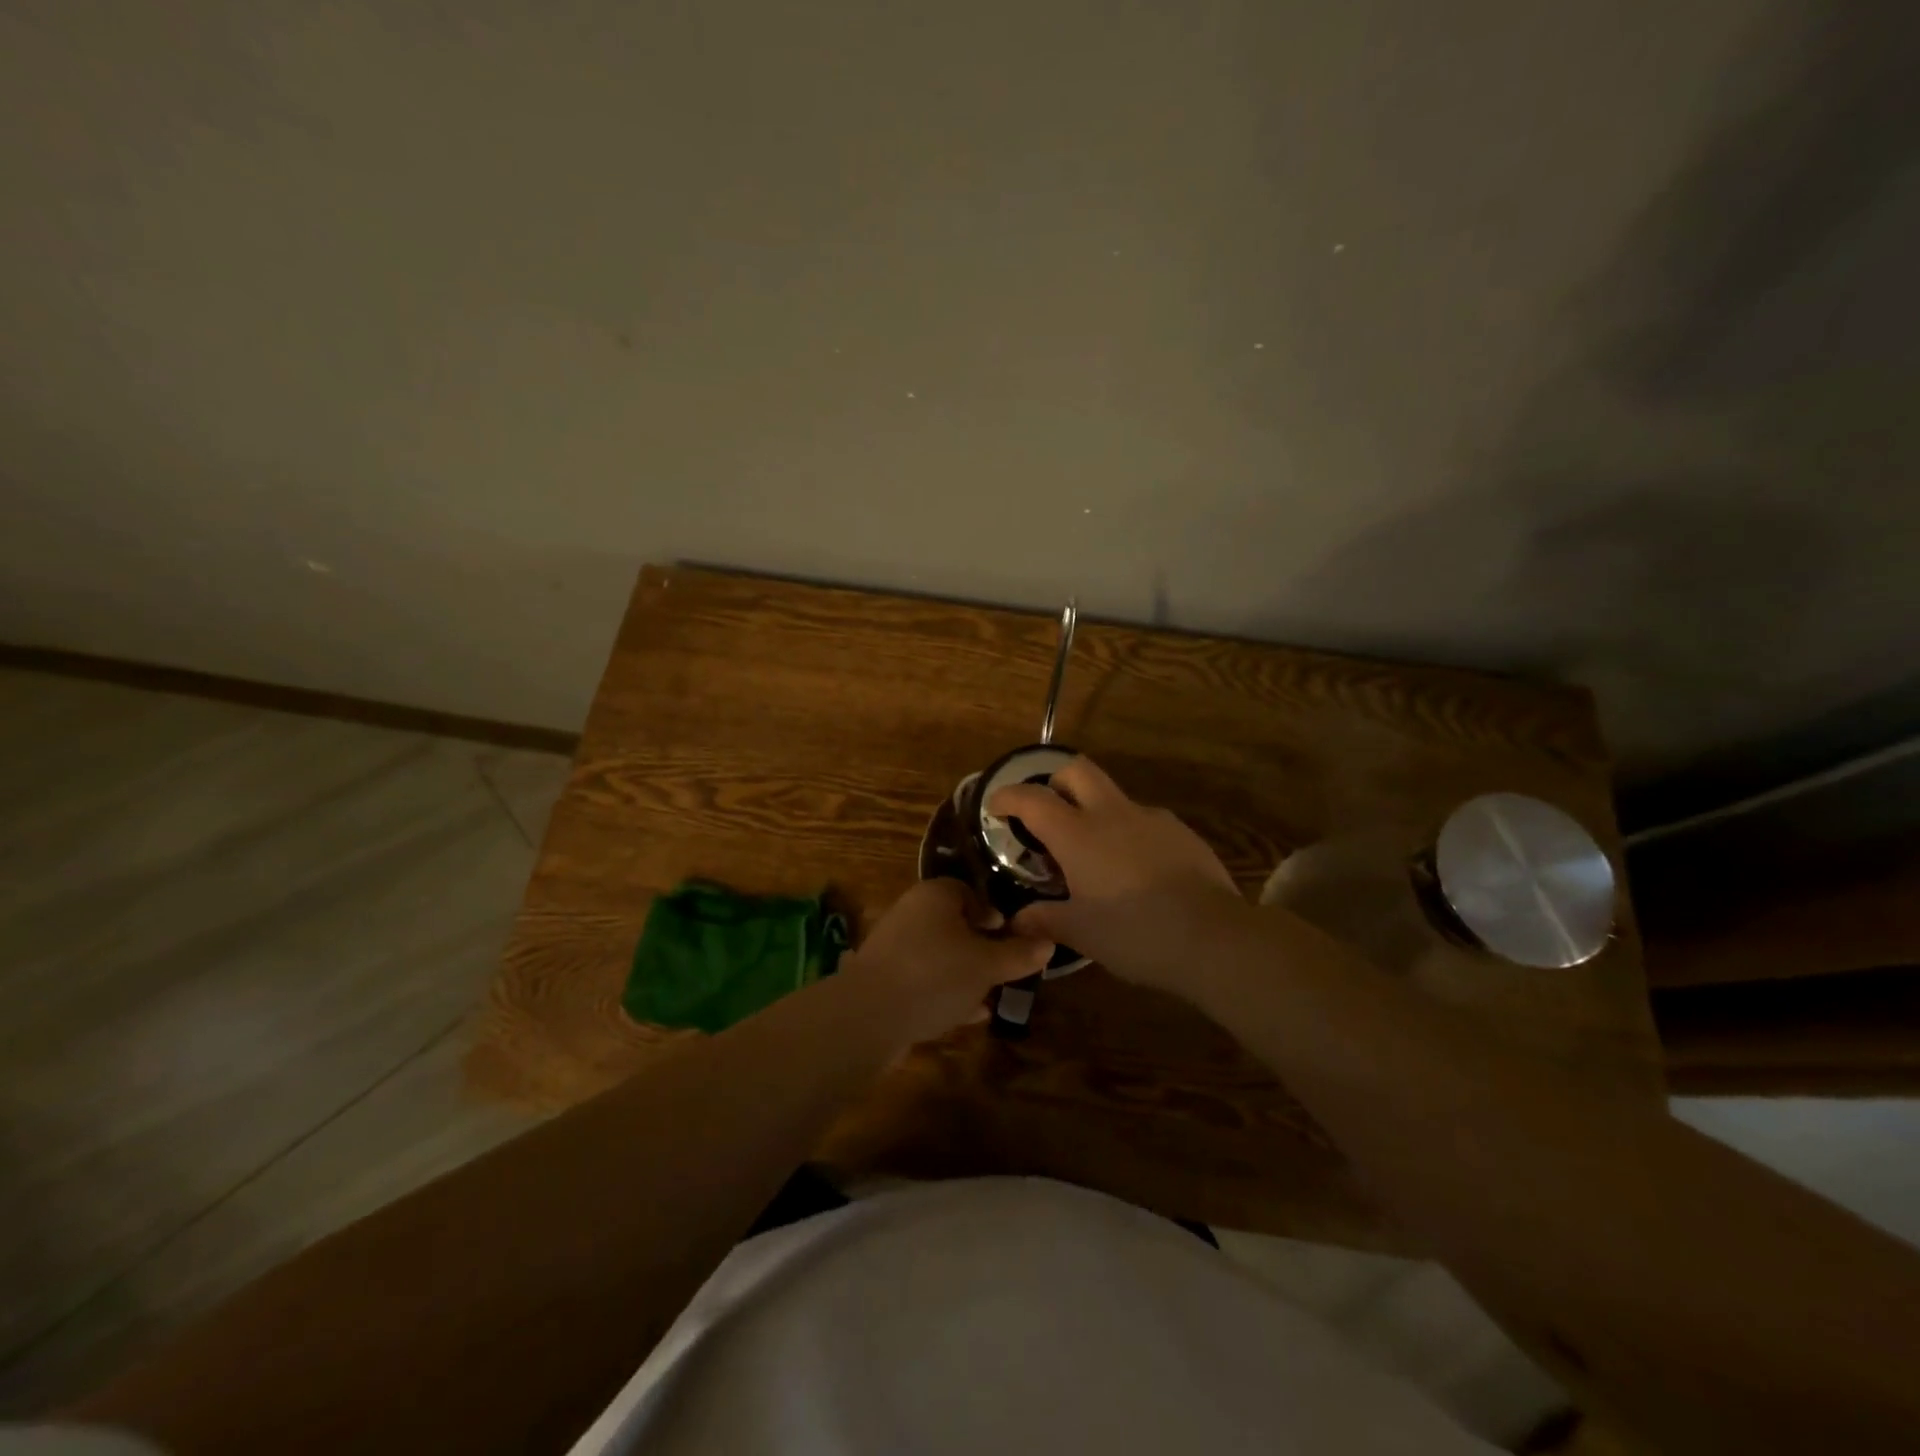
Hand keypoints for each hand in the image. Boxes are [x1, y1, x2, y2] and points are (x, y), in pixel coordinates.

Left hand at [838, 878, 1054, 1047]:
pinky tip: (965, 1015)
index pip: (968, 892)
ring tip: (989, 996)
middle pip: (953, 924)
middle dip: (980, 947)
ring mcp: (894, 946)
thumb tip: (1048, 942)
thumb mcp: (987, 965)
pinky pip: (923, 979)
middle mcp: (911, 912)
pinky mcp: (884, 978)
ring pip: (939, 954)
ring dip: (963, 972)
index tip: (1011, 937)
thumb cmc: (935, 975)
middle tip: (1003, 969)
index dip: (992, 914)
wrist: (868, 1016)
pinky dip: (944, 992)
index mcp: (935, 895)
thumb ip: (1019, 954)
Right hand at [988, 756, 1240, 993]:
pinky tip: (1137, 872)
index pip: (1032, 799)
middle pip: (1077, 770)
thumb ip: (1044, 919)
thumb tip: (1017, 920)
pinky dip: (1129, 835)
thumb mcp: (1081, 933)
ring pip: (1114, 797)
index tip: (995, 806)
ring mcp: (1152, 819)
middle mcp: (1112, 814)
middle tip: (1048, 814)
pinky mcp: (1182, 833)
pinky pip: (1145, 822)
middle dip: (1055, 781)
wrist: (1213, 938)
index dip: (1008, 796)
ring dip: (1096, 812)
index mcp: (1078, 835)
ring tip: (1097, 856)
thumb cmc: (1134, 934)